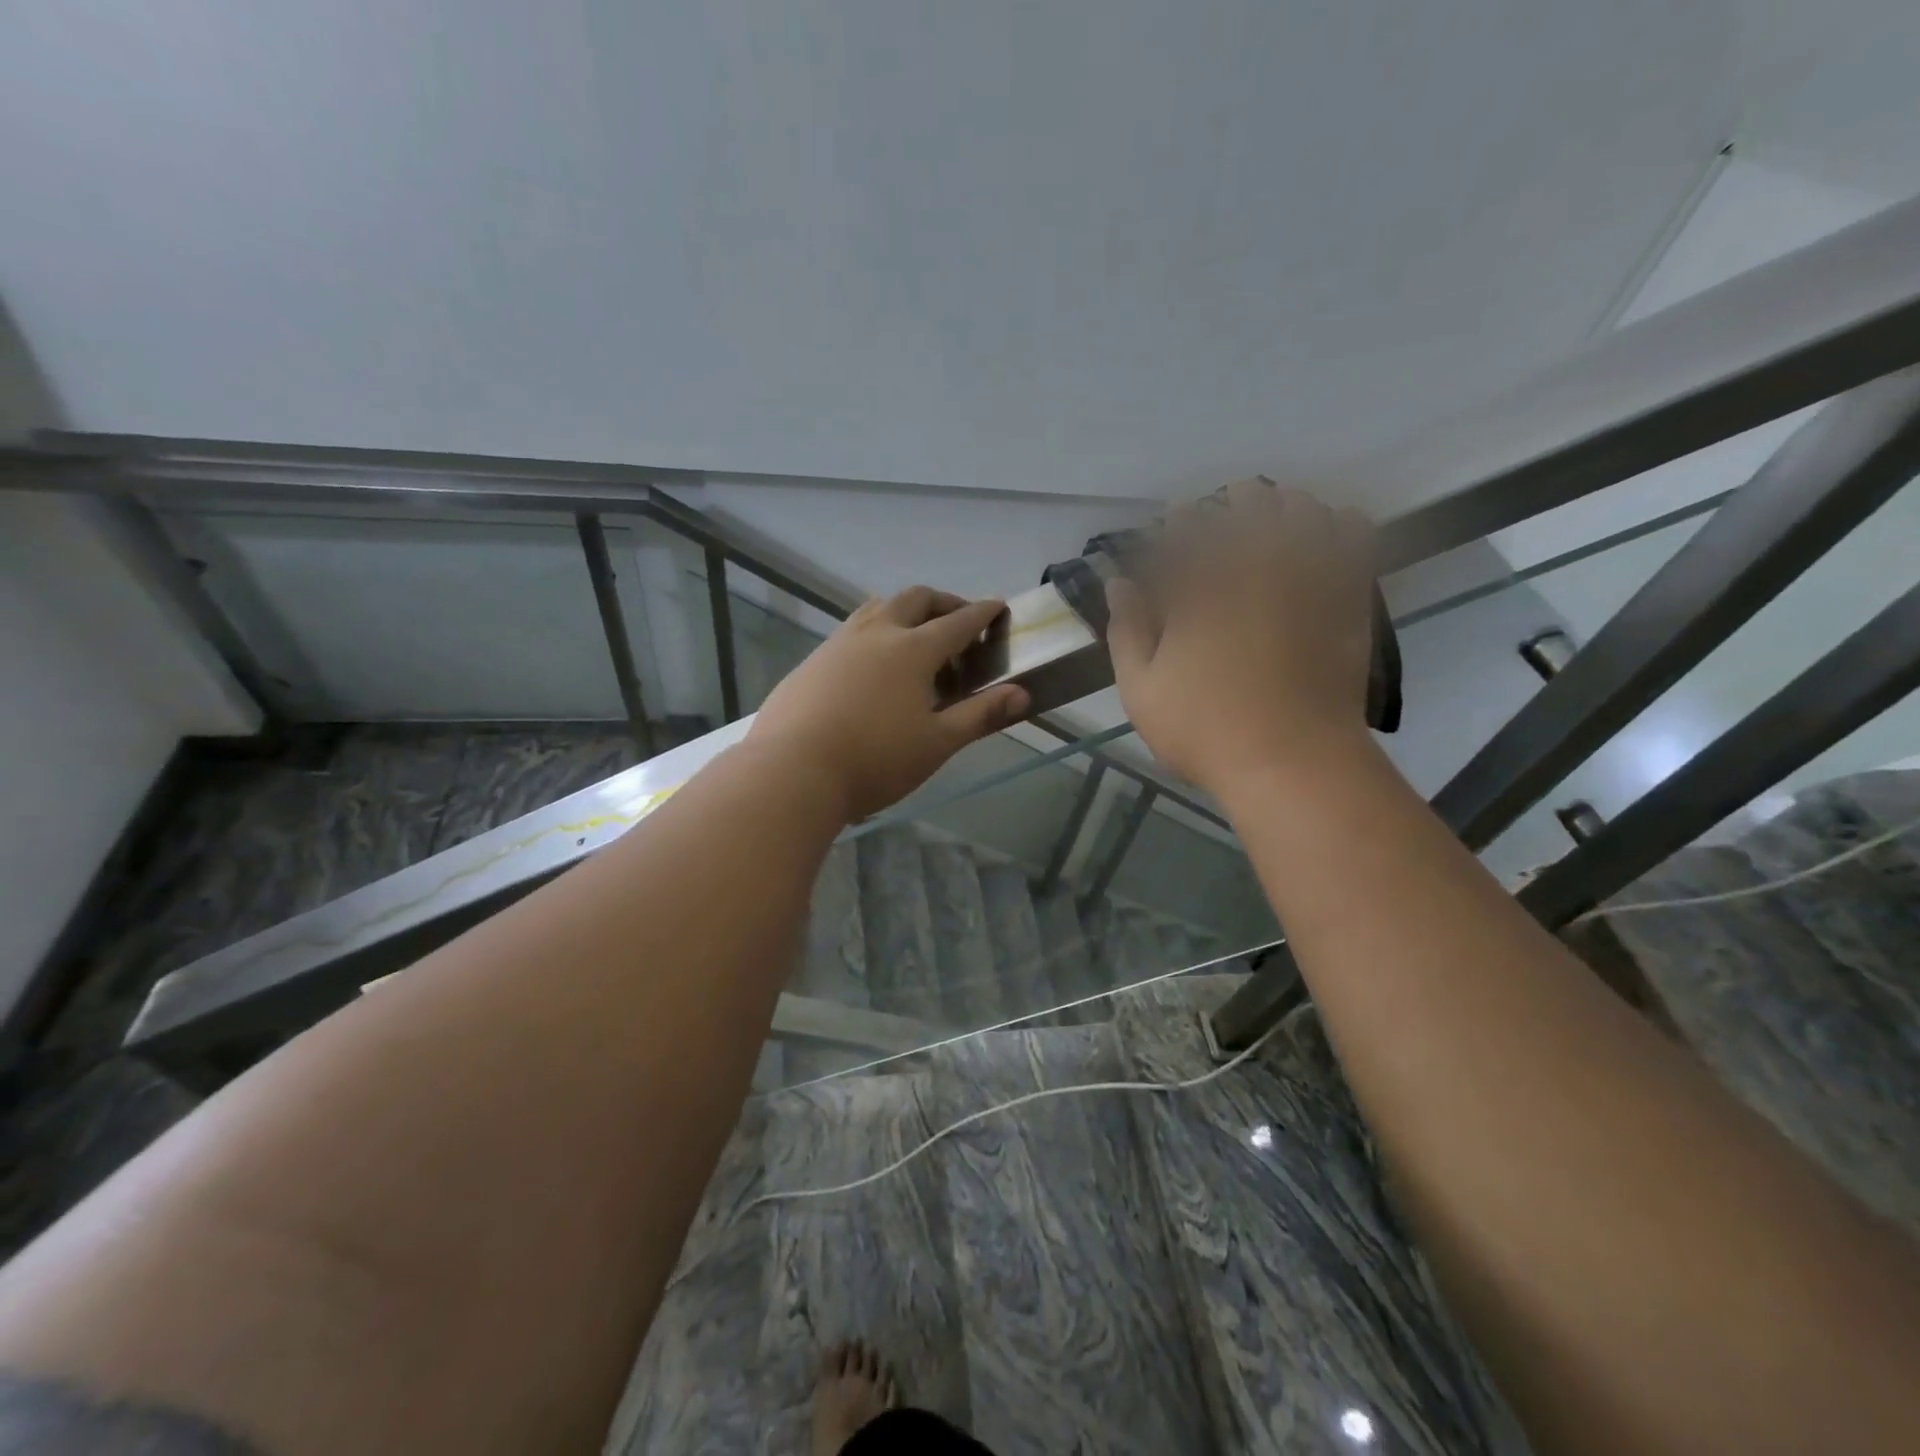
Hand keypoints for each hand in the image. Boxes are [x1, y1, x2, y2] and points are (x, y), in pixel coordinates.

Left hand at [749, 587, 1030, 821]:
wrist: (791, 772)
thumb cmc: (874, 760)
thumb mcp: (937, 743)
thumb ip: (980, 715)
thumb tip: (1023, 694)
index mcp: (912, 649)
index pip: (957, 621)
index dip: (982, 612)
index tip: (998, 605)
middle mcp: (875, 633)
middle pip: (915, 599)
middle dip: (943, 602)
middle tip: (958, 620)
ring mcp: (838, 643)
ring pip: (877, 608)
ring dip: (904, 612)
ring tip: (916, 637)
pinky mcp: (811, 662)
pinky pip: (851, 631)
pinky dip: (875, 632)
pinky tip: (872, 667)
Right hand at [1106, 480, 1375, 796]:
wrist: (1292, 763)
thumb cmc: (1205, 729)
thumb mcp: (1141, 690)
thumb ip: (1127, 631)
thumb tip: (1117, 585)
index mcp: (1200, 590)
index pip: (1187, 531)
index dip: (1180, 517)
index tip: (1176, 515)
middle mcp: (1254, 571)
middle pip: (1249, 508)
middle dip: (1236, 498)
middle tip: (1229, 502)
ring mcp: (1306, 582)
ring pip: (1303, 513)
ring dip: (1287, 502)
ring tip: (1279, 508)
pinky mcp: (1346, 601)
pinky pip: (1355, 542)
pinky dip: (1344, 523)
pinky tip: (1334, 526)